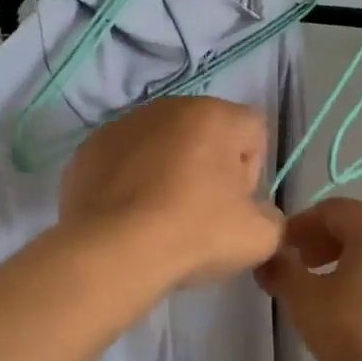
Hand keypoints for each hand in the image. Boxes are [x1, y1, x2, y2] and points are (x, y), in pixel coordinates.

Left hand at [59, 97, 283, 288]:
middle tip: (201, 213)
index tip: (235, 205)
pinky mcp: (90, 148)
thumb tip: (256, 213)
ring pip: (163, 144)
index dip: (251, 171)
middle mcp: (169, 107)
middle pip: (207, 134)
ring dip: (168, 171)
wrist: (113, 254)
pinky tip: (129, 215)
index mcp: (216, 116)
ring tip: (160, 216)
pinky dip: (131, 180)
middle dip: (209, 167)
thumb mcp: (260, 237)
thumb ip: (272, 216)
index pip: (253, 132)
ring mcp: (124, 124)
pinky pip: (125, 160)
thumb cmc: (194, 234)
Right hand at [255, 198, 361, 360]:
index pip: (328, 209)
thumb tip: (267, 258)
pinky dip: (361, 282)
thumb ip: (282, 273)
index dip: (296, 227)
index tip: (275, 252)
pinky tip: (347, 314)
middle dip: (317, 245)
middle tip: (294, 271)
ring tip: (317, 296)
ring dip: (338, 266)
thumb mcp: (307, 301)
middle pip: (352, 227)